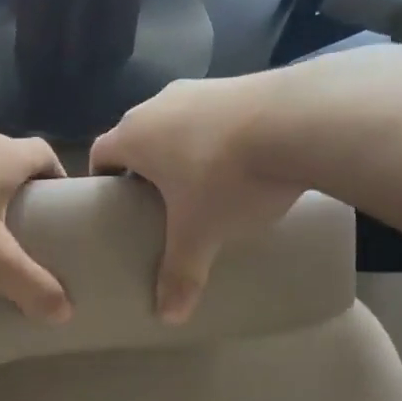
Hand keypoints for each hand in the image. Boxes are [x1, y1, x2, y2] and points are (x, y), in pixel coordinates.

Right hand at [91, 77, 304, 323]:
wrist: (300, 120)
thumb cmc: (226, 179)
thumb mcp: (201, 234)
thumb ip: (180, 274)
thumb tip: (169, 318)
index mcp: (135, 135)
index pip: (101, 151)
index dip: (103, 176)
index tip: (114, 200)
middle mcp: (159, 104)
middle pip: (138, 134)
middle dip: (144, 164)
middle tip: (158, 199)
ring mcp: (202, 87)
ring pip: (177, 120)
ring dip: (182, 145)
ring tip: (204, 179)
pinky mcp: (241, 82)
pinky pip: (214, 112)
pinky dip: (217, 133)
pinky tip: (242, 157)